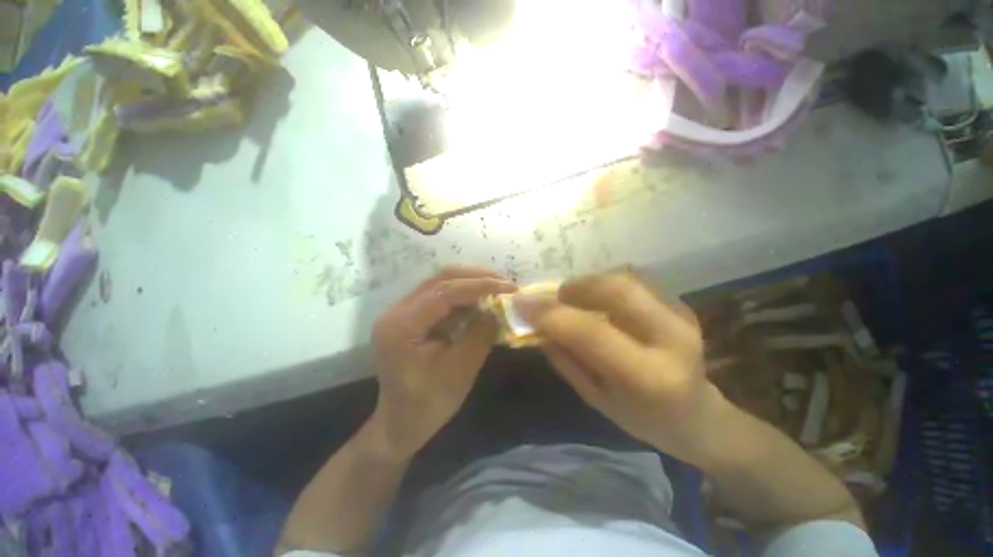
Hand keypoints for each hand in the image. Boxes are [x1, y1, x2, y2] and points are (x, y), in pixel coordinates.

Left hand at [367, 266, 515, 460]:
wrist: (400, 423)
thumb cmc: (429, 404)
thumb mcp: (461, 370)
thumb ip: (480, 334)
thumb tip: (497, 308)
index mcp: (402, 326)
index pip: (445, 291)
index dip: (479, 285)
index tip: (508, 286)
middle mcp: (396, 311)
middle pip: (440, 278)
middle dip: (476, 277)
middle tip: (505, 282)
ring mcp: (401, 311)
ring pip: (440, 283)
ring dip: (470, 283)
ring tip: (497, 288)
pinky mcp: (410, 316)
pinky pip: (439, 295)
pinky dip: (463, 295)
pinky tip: (481, 300)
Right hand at [523, 273, 727, 463]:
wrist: (698, 417)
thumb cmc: (643, 419)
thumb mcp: (595, 398)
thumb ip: (564, 359)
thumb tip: (536, 324)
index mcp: (649, 377)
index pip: (590, 332)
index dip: (551, 314)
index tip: (522, 304)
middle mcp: (672, 339)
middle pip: (617, 289)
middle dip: (576, 287)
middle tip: (556, 298)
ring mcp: (682, 315)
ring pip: (625, 278)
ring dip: (589, 283)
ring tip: (574, 300)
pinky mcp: (681, 304)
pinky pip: (634, 280)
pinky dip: (606, 284)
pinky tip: (598, 301)